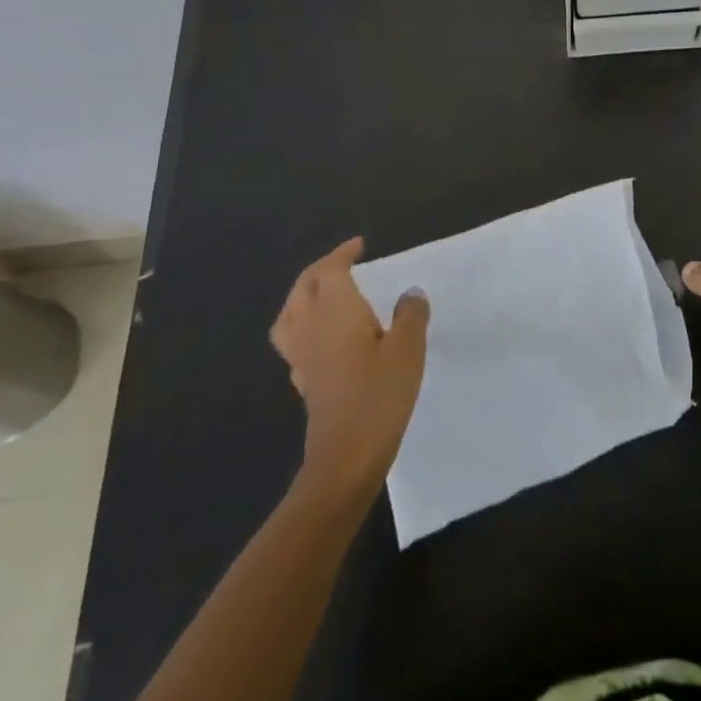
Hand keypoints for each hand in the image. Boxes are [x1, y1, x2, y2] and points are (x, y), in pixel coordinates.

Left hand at [270, 238, 429, 502]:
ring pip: (290, 313)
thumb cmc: (380, 393)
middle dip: (321, 270)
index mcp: (335, 310)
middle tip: (344, 263)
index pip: (330, 270)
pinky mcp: (304, 380)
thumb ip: (410, 315)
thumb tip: (410, 293)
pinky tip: (323, 337)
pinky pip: (294, 340)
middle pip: (304, 287)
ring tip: (324, 294)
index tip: (360, 246)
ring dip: (304, 296)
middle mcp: (311, 326)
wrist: (347, 454)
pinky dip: (304, 326)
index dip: (343, 254)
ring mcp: (302, 355)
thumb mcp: (409, 348)